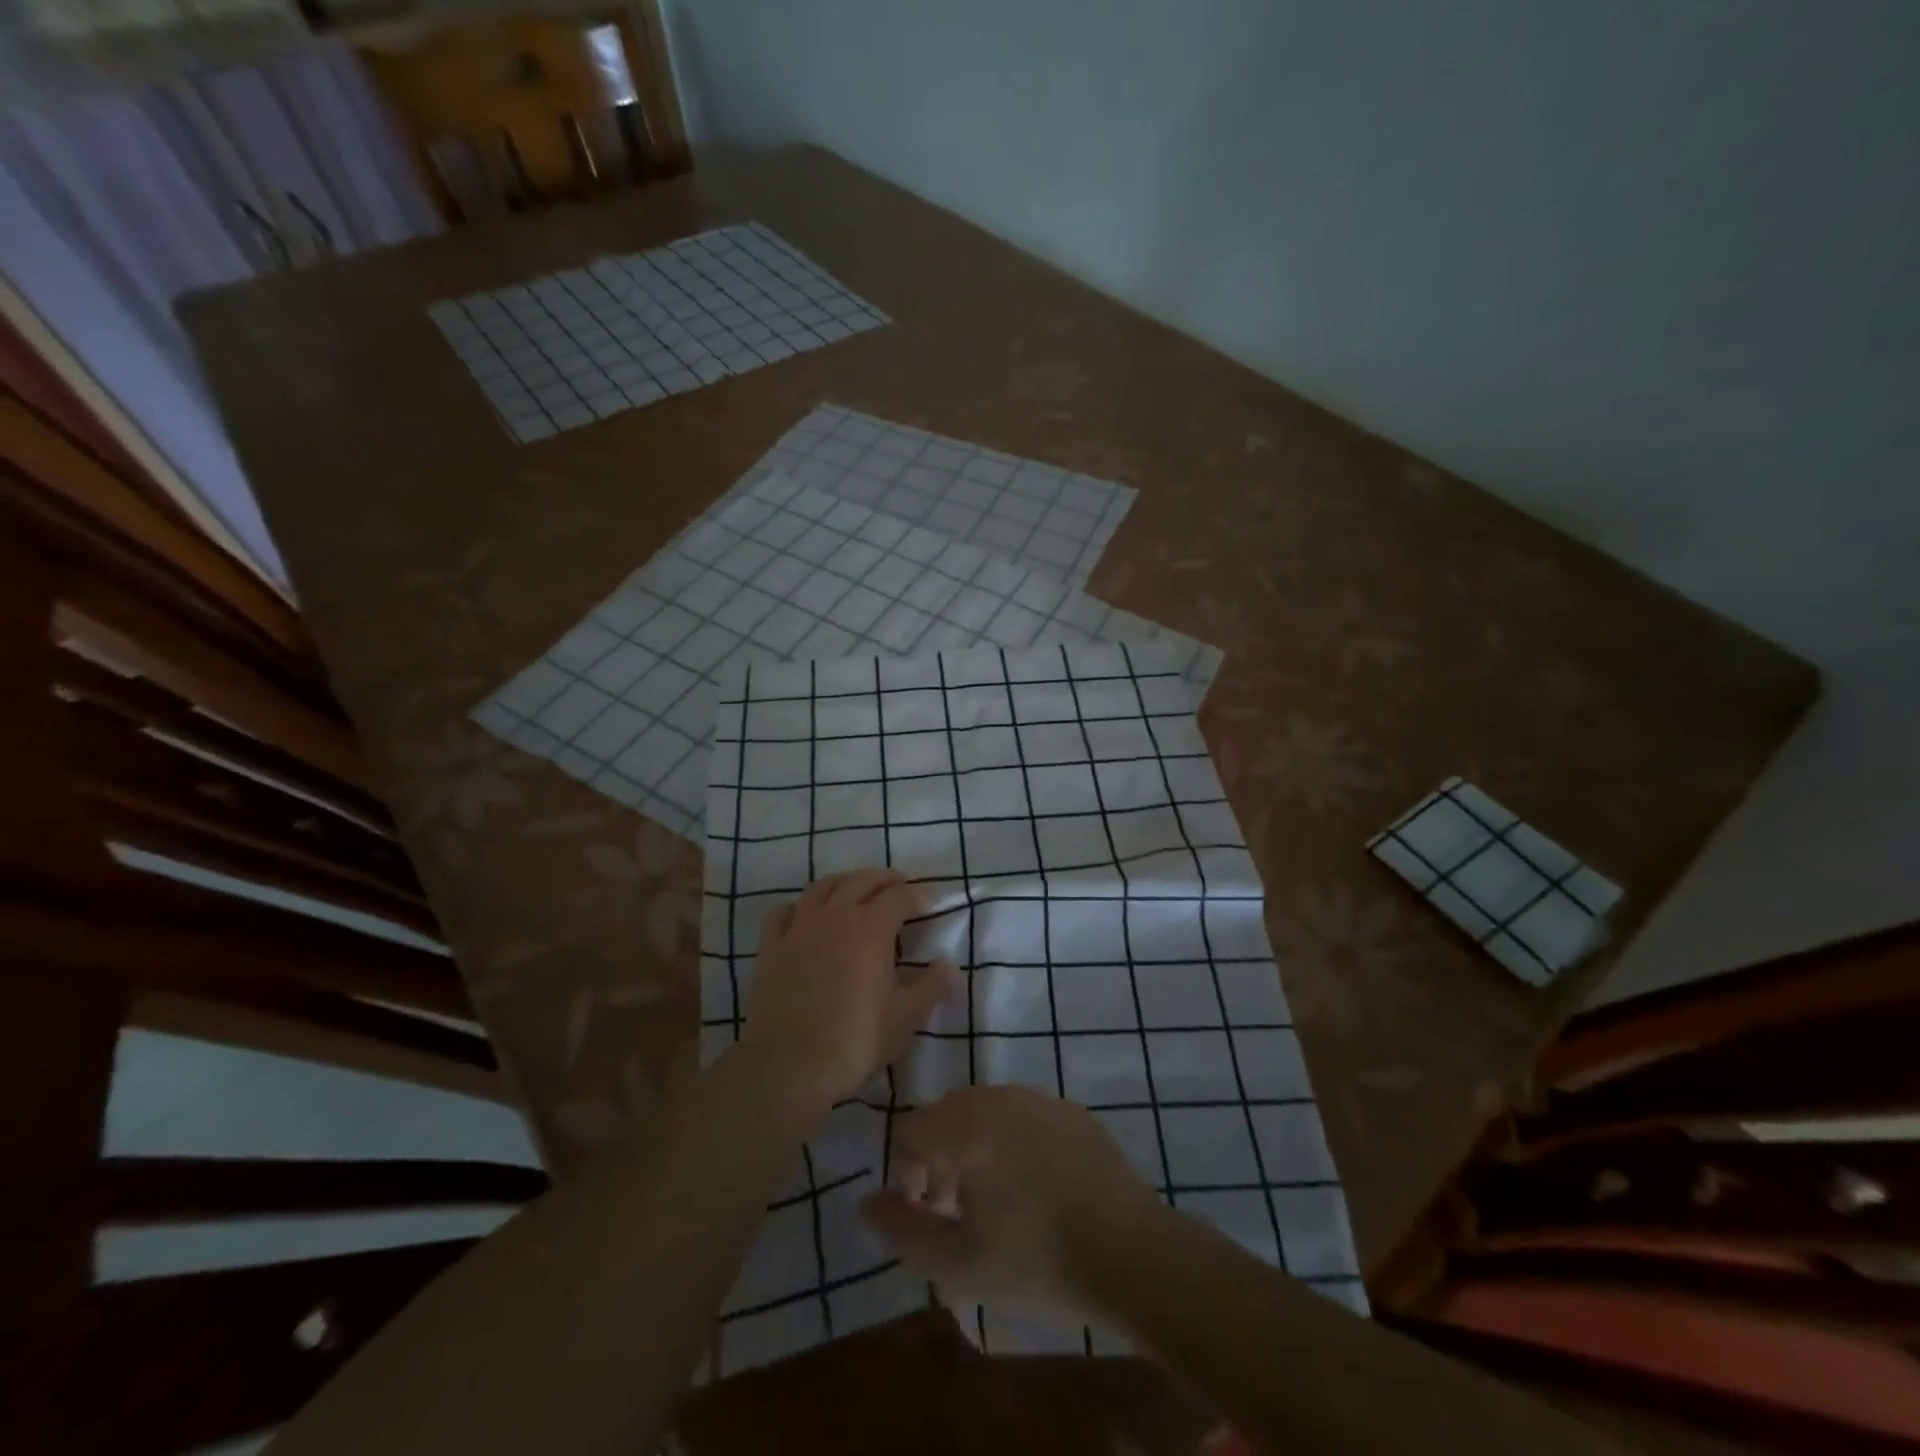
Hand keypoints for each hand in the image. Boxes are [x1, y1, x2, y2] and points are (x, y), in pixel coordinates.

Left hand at [739, 869, 958, 1128]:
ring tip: (856, 890)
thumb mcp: (905, 1018)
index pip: (900, 897)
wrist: (788, 1066)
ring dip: (845, 882)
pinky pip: (783, 912)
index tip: (930, 904)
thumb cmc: (855, 1040)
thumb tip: (949, 966)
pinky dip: (799, 906)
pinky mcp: (770, 948)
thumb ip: (931, 986)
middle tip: (899, 887)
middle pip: (862, 881)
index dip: (918, 896)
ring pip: (822, 887)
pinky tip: (805, 915)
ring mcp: (798, 928)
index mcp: (871, 927)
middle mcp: (835, 916)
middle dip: (884, 880)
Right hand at [860, 1085, 1164, 1327]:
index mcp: (964, 1125)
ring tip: (995, 1201)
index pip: (910, 1133)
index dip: (907, 1177)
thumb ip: (903, 1232)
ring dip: (976, 1149)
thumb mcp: (957, 1264)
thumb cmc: (1035, 1259)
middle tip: (957, 1211)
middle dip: (940, 1160)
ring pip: (985, 1114)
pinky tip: (1035, 1188)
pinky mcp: (1070, 1110)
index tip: (928, 1215)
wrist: (1129, 1251)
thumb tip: (867, 1204)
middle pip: (946, 1117)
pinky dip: (1013, 1142)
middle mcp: (997, 1096)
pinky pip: (1023, 1117)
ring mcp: (1038, 1098)